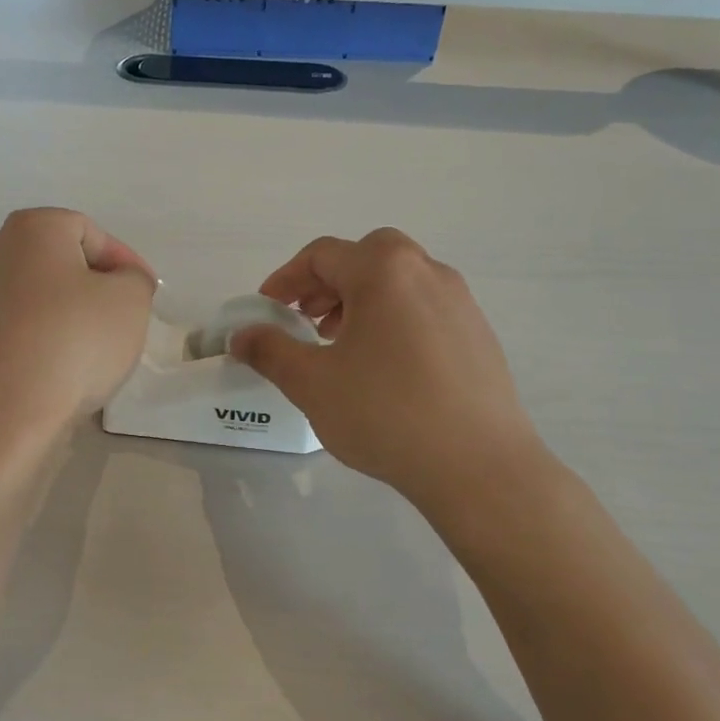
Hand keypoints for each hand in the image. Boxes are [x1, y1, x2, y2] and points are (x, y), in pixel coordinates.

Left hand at [0, 208, 156, 433]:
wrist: (9, 410)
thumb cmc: (76, 340)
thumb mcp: (131, 300)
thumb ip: (134, 279)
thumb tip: (119, 281)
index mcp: (32, 229)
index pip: (90, 232)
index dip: (124, 260)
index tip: (146, 293)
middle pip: (60, 261)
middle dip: (95, 285)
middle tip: (124, 315)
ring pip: (40, 296)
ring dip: (70, 313)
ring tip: (98, 346)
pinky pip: (22, 327)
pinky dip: (46, 338)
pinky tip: (66, 367)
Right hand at [231, 229, 546, 508]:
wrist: (478, 465)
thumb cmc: (385, 413)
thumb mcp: (312, 382)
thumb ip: (270, 351)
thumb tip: (240, 336)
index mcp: (383, 271)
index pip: (322, 255)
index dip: (285, 279)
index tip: (266, 310)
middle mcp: (426, 272)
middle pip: (365, 257)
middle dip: (327, 283)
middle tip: (307, 321)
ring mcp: (460, 302)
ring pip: (399, 282)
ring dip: (361, 300)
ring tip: (342, 346)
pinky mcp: (479, 334)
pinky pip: (424, 308)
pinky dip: (394, 320)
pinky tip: (385, 369)